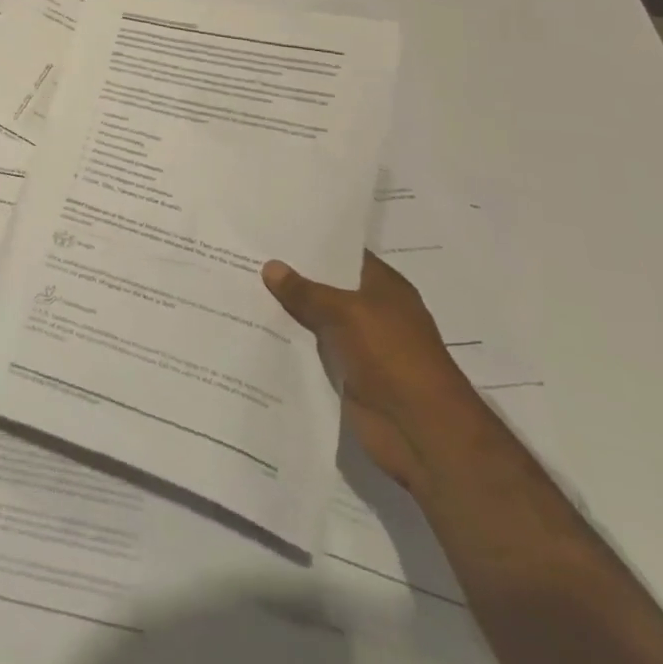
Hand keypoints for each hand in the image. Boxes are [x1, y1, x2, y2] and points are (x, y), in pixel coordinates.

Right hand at [262, 251, 481, 491]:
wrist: (421, 432)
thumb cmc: (393, 357)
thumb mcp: (347, 312)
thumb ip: (306, 291)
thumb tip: (271, 266)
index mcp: (384, 287)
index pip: (343, 254)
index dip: (311, 243)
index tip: (272, 230)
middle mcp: (372, 311)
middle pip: (325, 286)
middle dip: (291, 275)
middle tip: (246, 254)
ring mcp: (359, 345)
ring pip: (315, 319)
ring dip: (286, 310)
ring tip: (241, 287)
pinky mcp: (346, 374)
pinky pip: (311, 350)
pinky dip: (289, 343)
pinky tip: (254, 328)